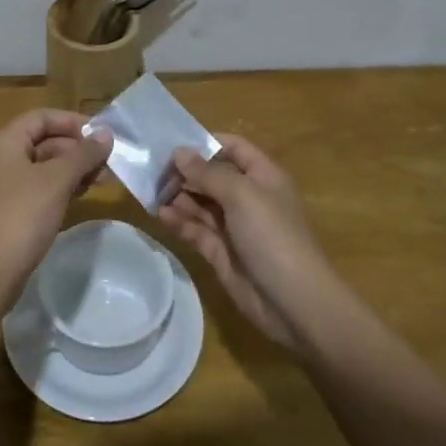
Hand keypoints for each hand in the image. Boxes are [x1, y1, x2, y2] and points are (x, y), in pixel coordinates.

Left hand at [0, 109, 112, 288]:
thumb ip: (83, 154)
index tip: (101, 135)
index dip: (72, 121)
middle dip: (77, 149)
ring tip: (103, 180)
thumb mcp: (57, 180)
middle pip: (44, 141)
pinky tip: (83, 195)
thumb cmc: (22, 215)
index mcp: (5, 141)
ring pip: (45, 166)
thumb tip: (106, 133)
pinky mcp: (12, 210)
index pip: (41, 117)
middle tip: (109, 163)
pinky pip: (41, 188)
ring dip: (74, 169)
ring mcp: (6, 186)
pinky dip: (63, 187)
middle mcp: (2, 158)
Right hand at [158, 135, 334, 351]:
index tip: (173, 144)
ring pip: (201, 202)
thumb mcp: (241, 195)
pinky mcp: (221, 252)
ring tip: (151, 192)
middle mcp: (248, 197)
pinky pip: (196, 229)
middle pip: (212, 175)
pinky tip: (160, 214)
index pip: (233, 147)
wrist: (294, 302)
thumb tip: (179, 152)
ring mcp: (234, 226)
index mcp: (262, 176)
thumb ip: (207, 173)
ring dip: (178, 195)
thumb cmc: (272, 236)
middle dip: (185, 171)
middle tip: (153, 171)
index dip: (206, 143)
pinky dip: (179, 220)